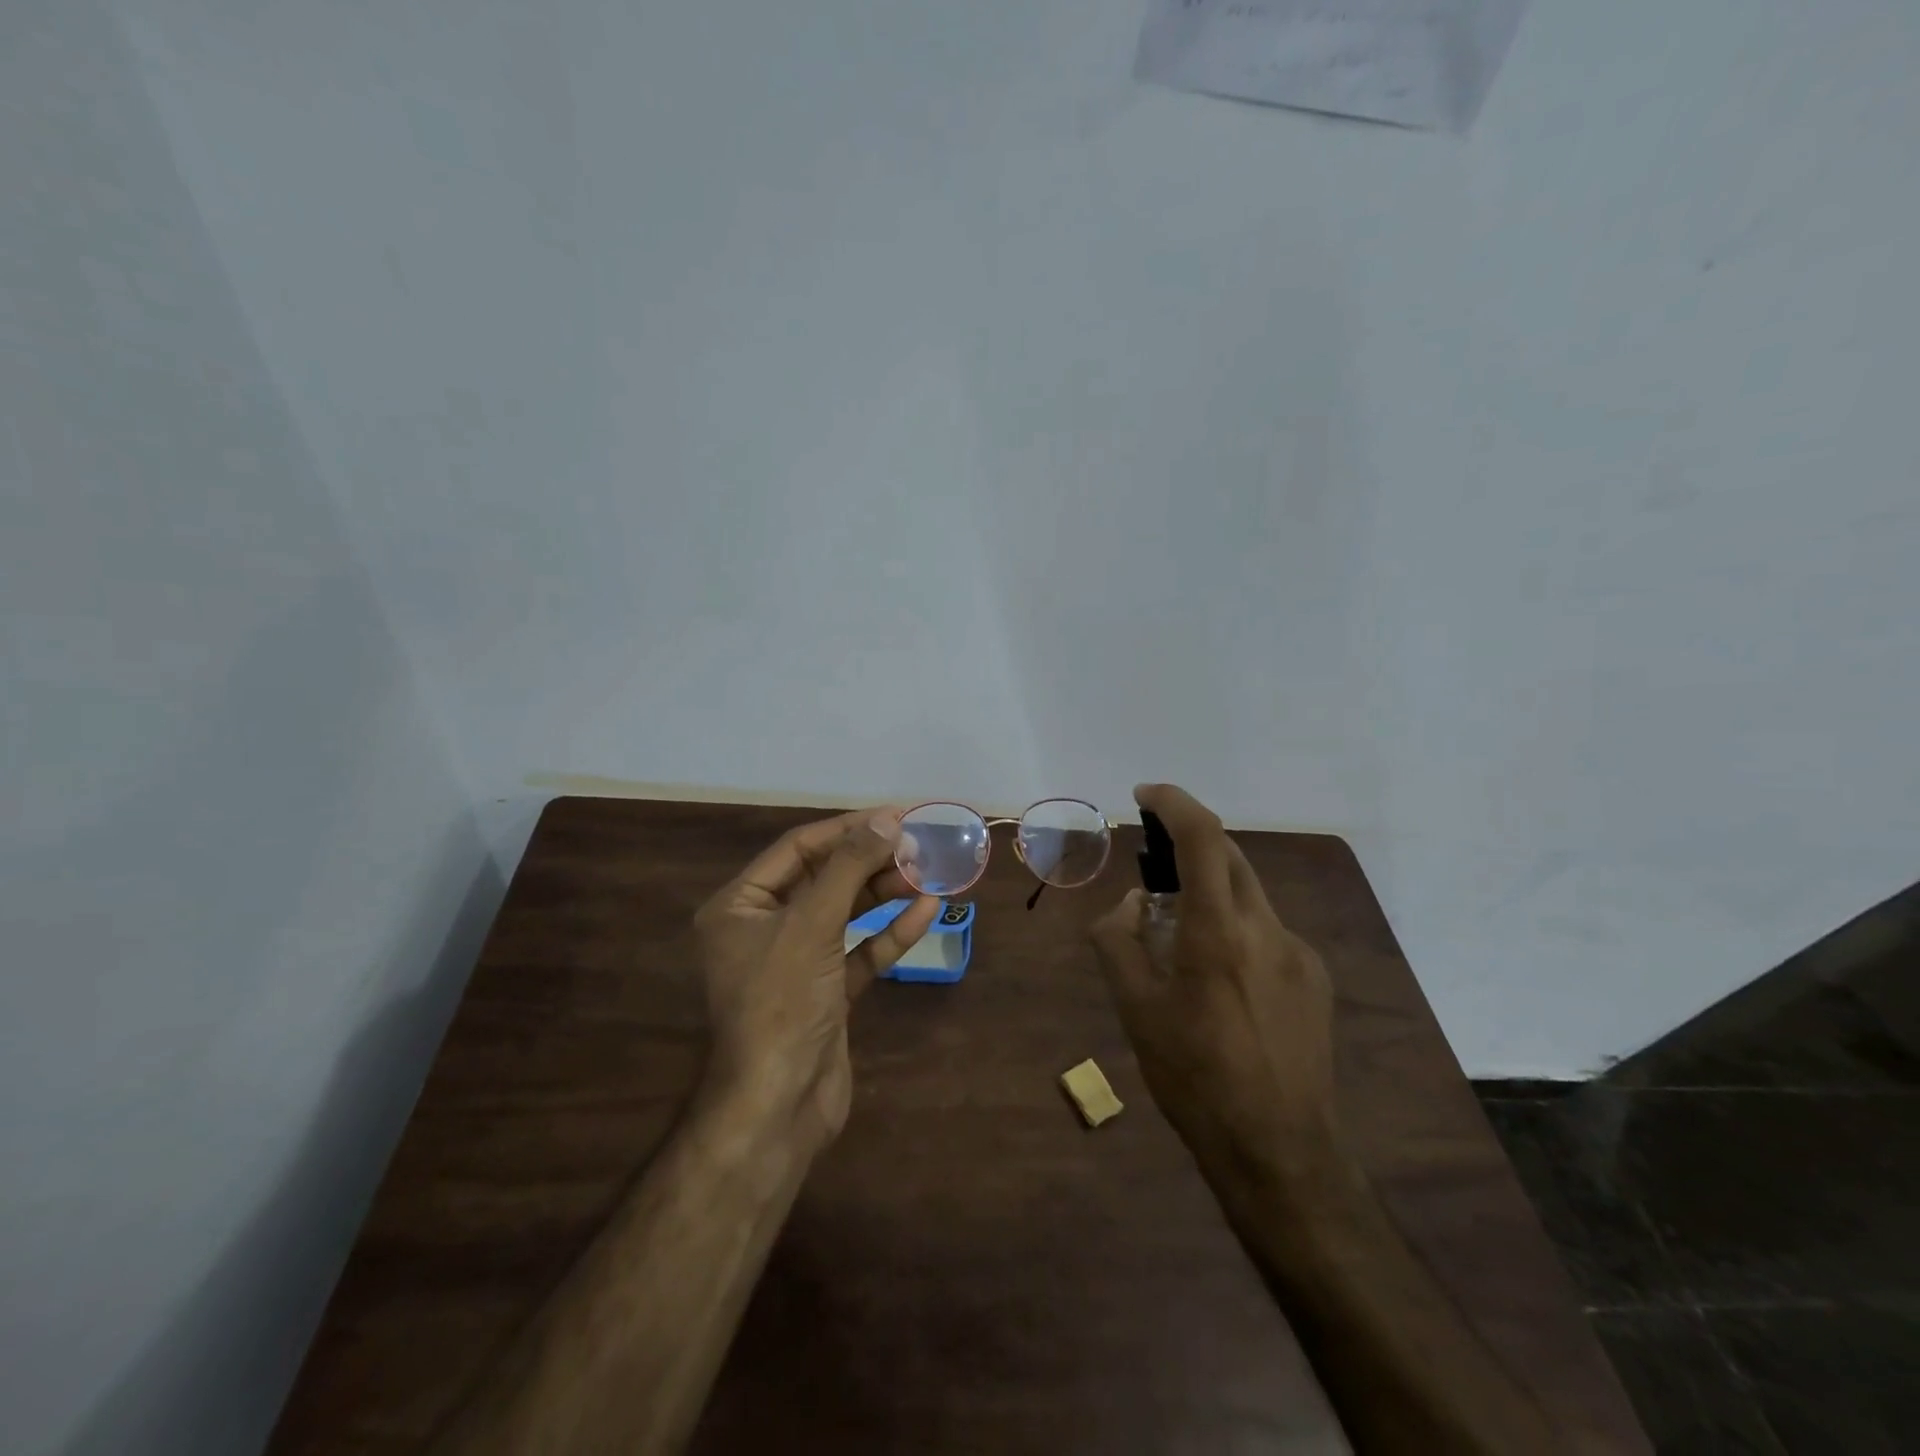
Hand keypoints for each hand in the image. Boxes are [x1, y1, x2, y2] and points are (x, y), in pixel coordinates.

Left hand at [694, 809, 938, 1150]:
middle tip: (919, 846)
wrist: (778, 1107)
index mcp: (740, 905)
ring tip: (928, 874)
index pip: (797, 849)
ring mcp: (797, 962)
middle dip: (871, 862)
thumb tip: (887, 819)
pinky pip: (859, 951)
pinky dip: (889, 933)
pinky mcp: (826, 992)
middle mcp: (763, 928)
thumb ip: (850, 868)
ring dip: (885, 894)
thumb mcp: (812, 924)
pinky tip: (925, 912)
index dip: (847, 829)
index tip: (895, 816)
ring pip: (845, 914)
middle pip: (824, 879)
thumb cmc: (782, 1002)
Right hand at [1089, 784, 1338, 1191]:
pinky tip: (1222, 979)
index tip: (1145, 796)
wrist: (1279, 1150)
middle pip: (1229, 855)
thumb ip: (1119, 941)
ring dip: (1211, 890)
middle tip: (1153, 866)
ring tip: (1181, 938)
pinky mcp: (1315, 978)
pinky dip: (1236, 927)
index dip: (1174, 802)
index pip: (1203, 837)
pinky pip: (1267, 931)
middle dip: (1189, 843)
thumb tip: (1132, 905)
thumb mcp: (1134, 1010)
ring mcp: (1298, 953)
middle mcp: (1266, 929)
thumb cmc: (1194, 1078)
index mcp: (1217, 932)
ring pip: (1248, 894)